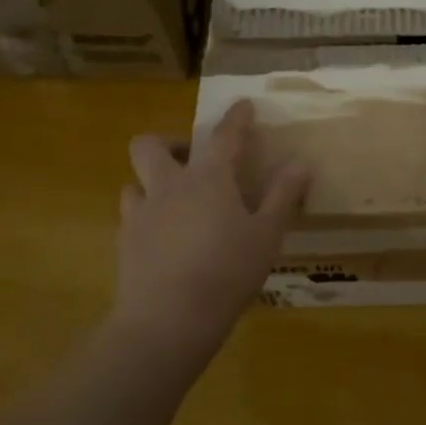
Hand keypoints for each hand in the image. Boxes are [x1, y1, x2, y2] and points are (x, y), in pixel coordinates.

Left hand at [112, 100, 309, 369]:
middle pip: (150, 145)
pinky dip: (145, 218)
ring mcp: (140, 214)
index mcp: (207, 178)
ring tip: (174, 202)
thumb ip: (283, 196)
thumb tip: (301, 162)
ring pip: (133, 181)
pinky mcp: (124, 244)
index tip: (243, 105)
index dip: (236, 118)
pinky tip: (161, 239)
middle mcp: (168, 186)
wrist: (167, 320)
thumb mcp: (267, 235)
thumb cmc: (227, 272)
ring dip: (151, 182)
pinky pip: (129, 217)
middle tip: (192, 160)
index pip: (225, 136)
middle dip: (169, 143)